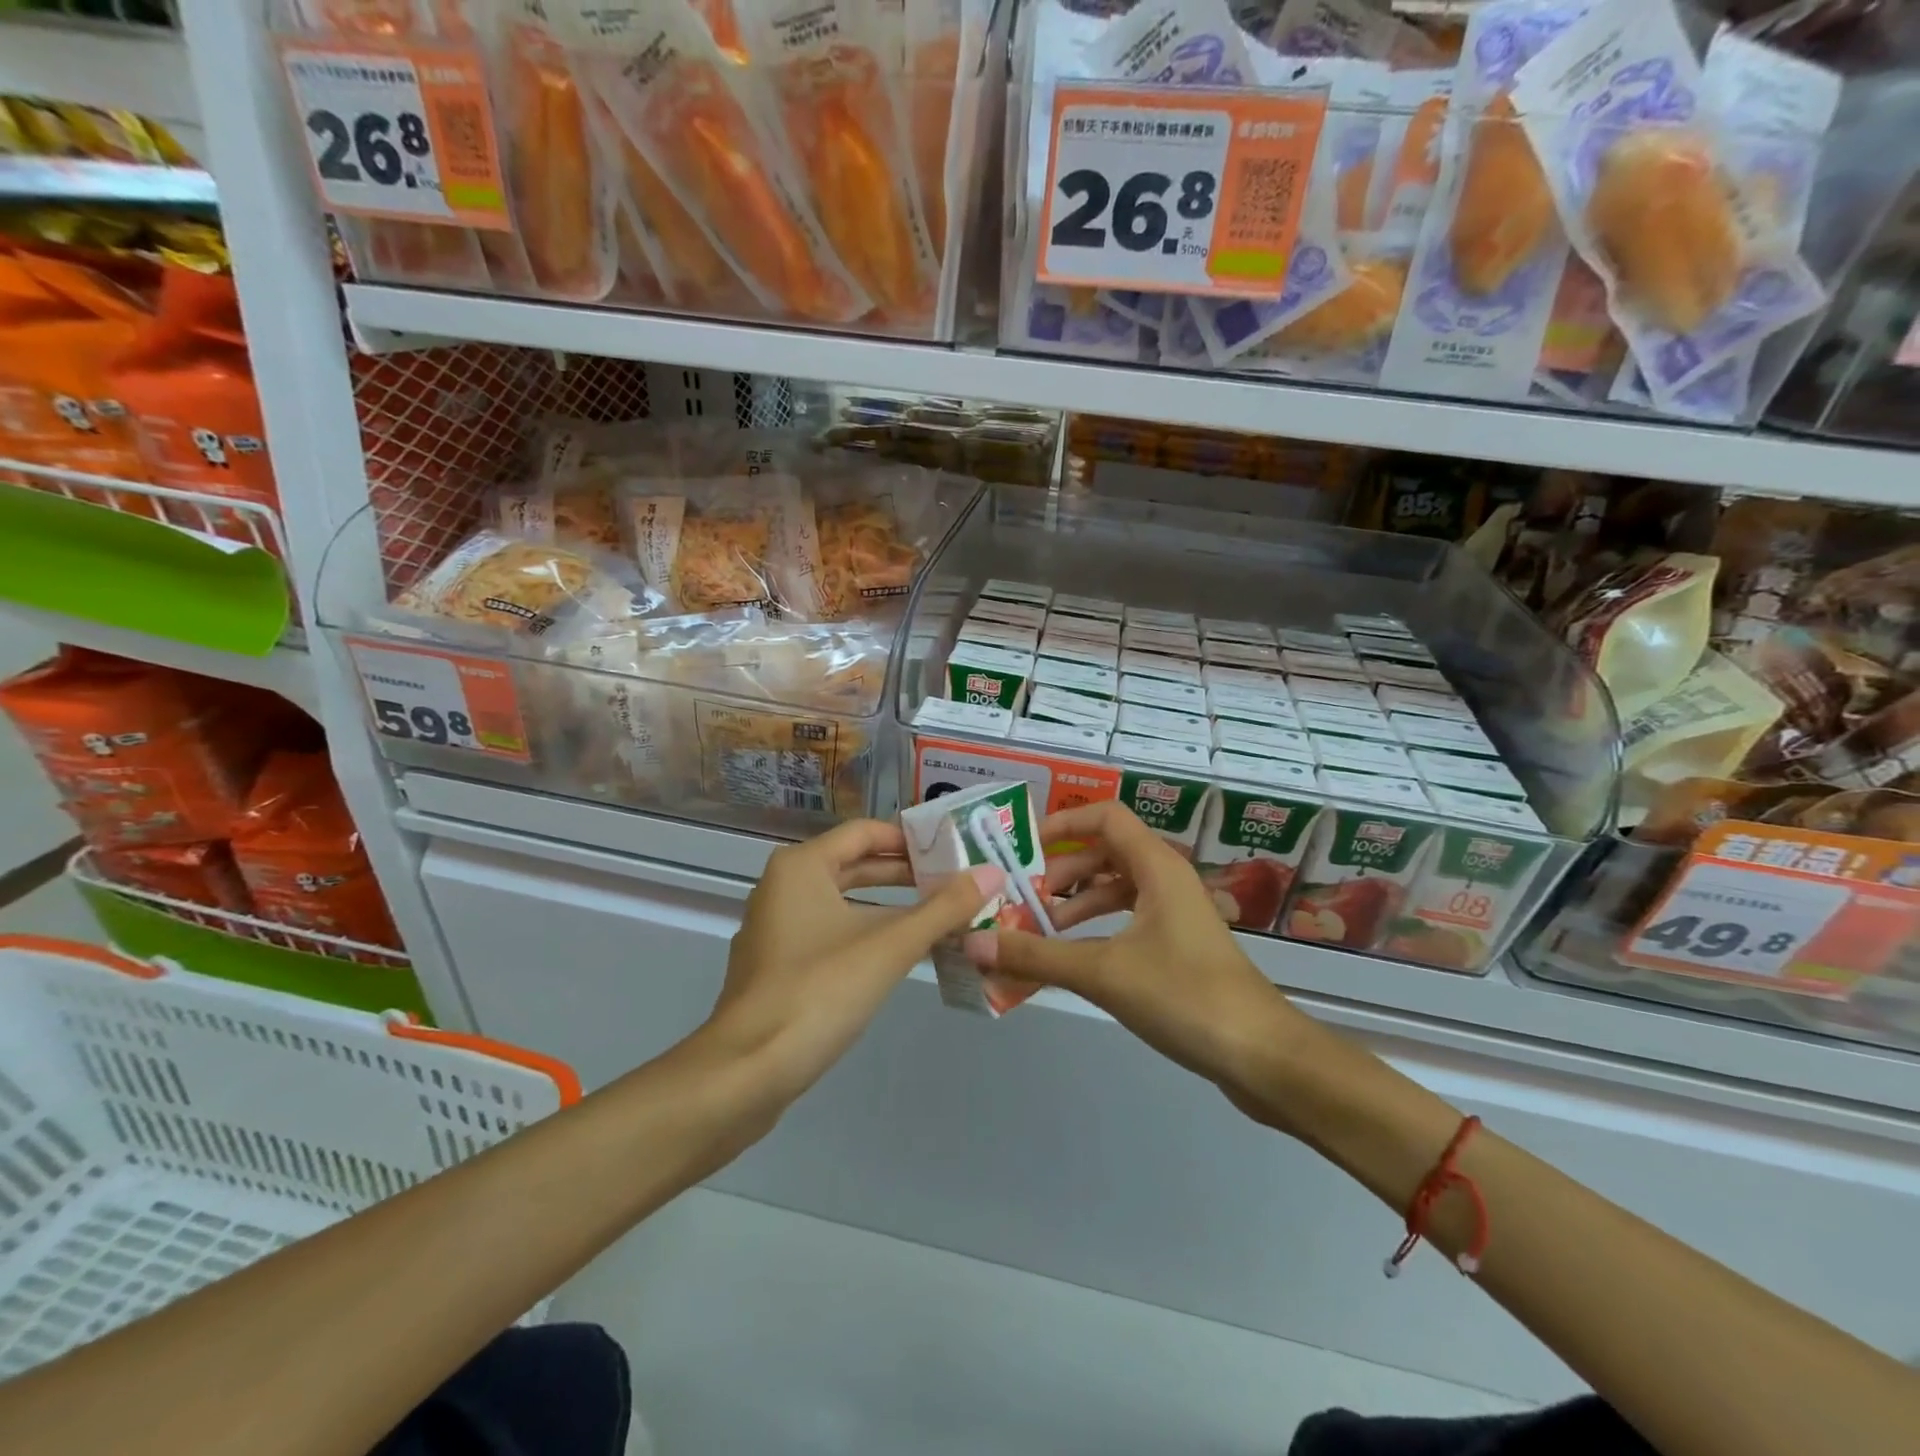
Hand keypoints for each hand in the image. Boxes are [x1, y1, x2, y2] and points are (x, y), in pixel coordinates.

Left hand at [709, 818, 1001, 1103]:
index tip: (953, 851)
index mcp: (801, 867)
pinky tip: (899, 956)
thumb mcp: (889, 947)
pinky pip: (829, 933)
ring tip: (939, 916)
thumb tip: (991, 873)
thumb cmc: (818, 992)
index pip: (865, 832)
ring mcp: (775, 929)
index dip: (911, 839)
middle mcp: (783, 887)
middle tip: (955, 882)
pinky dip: (865, 934)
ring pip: (843, 903)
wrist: (745, 1073)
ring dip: (889, 908)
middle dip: (905, 875)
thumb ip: (942, 909)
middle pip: (854, 865)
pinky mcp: (776, 967)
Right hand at [962, 802, 1310, 1114]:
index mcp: (1156, 866)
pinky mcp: (1180, 947)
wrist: (1263, 1056)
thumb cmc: (1184, 996)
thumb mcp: (1102, 972)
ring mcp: (1176, 914)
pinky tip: (1073, 959)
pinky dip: (1096, 929)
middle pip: (1105, 852)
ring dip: (1076, 903)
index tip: (1024, 848)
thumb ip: (1036, 956)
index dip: (1063, 823)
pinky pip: (1128, 920)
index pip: (1105, 816)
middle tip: (1022, 899)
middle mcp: (1167, 880)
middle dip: (1061, 872)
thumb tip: (973, 944)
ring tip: (1039, 931)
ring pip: (1116, 889)